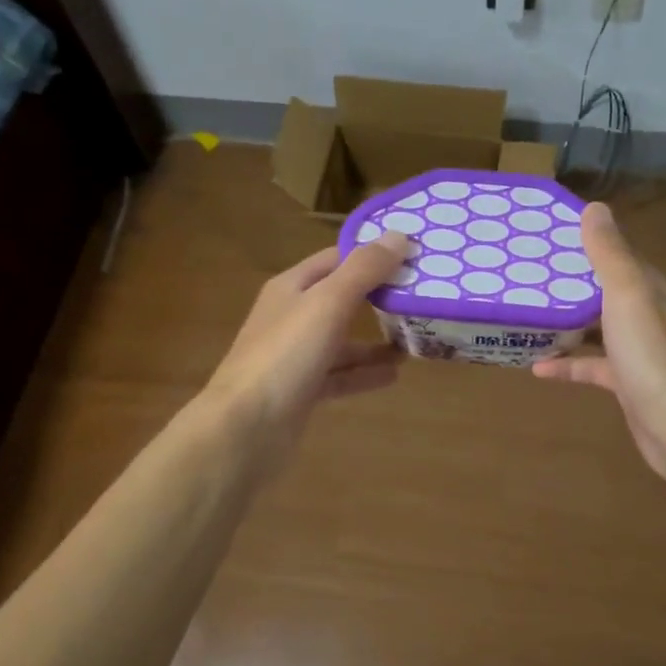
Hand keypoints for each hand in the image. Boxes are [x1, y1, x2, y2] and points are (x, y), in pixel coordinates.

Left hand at [203, 232, 409, 461]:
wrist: (243, 430)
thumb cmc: (285, 356)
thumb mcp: (328, 304)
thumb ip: (364, 270)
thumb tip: (399, 235)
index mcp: (292, 287)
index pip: (337, 258)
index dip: (372, 254)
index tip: (414, 255)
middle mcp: (291, 316)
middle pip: (341, 298)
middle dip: (379, 296)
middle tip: (422, 296)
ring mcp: (295, 356)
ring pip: (342, 340)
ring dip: (375, 340)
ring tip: (415, 339)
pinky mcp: (301, 390)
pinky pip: (339, 375)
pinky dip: (364, 373)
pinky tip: (394, 375)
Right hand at [532, 203, 665, 482]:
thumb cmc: (651, 353)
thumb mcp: (626, 294)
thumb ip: (609, 254)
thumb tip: (594, 207)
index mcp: (649, 288)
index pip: (617, 255)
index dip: (586, 243)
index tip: (547, 236)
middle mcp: (646, 314)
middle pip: (603, 290)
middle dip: (569, 283)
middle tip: (526, 274)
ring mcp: (637, 351)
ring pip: (596, 328)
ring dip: (566, 323)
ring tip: (527, 315)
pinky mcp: (627, 383)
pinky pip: (592, 366)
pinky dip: (567, 364)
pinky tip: (537, 368)